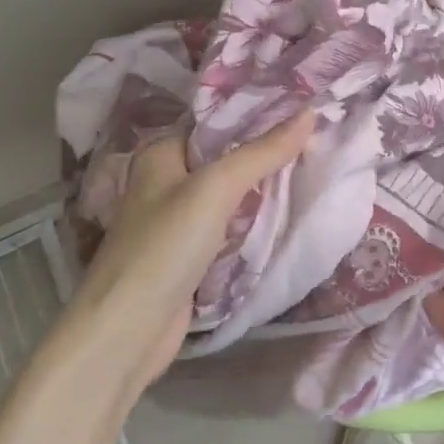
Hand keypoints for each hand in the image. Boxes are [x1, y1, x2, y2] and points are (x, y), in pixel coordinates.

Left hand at [62, 111, 313, 402]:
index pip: (217, 122)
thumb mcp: (216, 188)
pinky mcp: (189, 257)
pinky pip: (230, 228)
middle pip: (226, 159)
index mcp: (161, 155)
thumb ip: (263, 152)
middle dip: (267, 153)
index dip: (258, 115)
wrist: (125, 333)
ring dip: (264, 190)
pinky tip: (288, 214)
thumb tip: (310, 113)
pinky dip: (254, 223)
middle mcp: (166, 183)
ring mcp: (177, 223)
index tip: (305, 110)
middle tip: (318, 140)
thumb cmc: (163, 247)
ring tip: (314, 169)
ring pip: (231, 196)